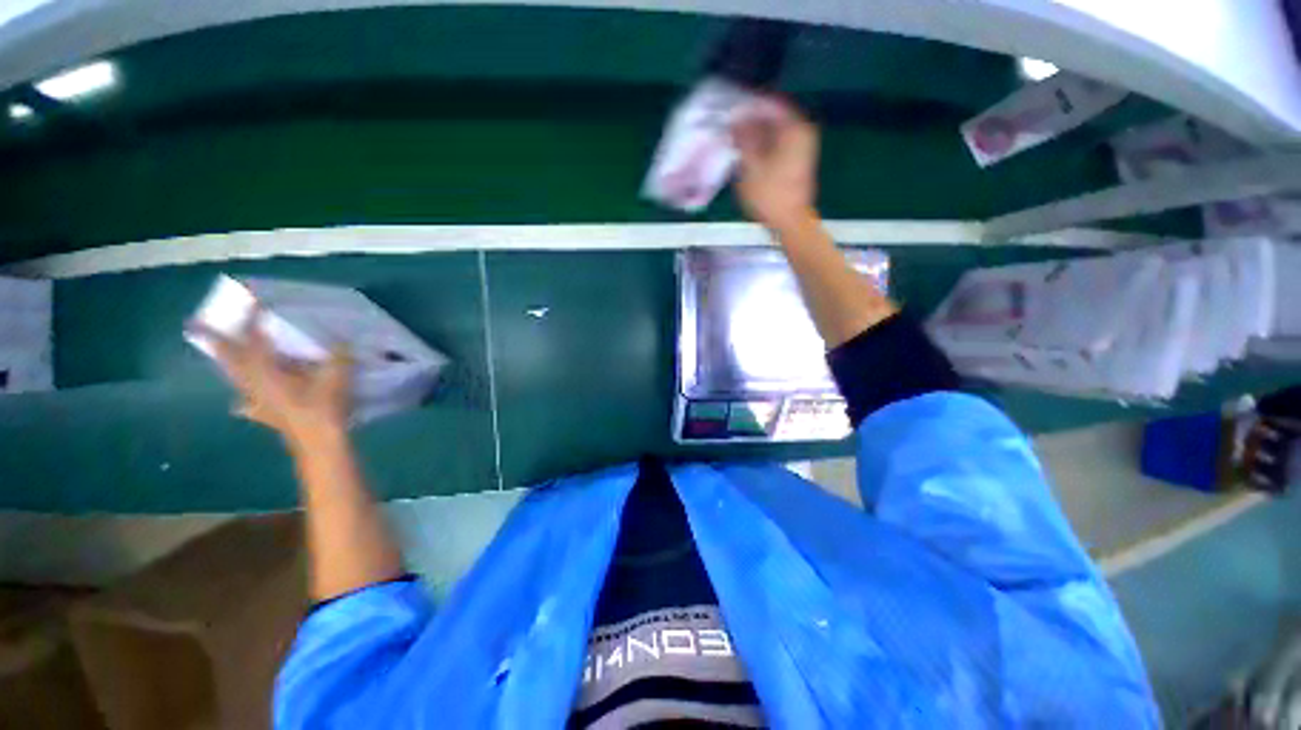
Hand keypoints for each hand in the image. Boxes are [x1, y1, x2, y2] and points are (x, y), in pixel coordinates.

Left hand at [190, 311, 351, 449]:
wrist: (319, 443)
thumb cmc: (324, 406)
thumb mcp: (337, 377)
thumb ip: (338, 356)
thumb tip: (343, 339)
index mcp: (267, 370)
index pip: (255, 338)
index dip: (252, 318)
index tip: (250, 300)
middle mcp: (254, 383)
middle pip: (230, 358)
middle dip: (217, 342)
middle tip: (196, 326)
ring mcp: (257, 401)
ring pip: (235, 378)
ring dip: (227, 366)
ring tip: (218, 356)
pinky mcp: (266, 415)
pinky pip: (248, 404)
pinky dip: (243, 400)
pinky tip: (242, 403)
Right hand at [731, 97, 819, 233]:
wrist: (790, 223)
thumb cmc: (770, 195)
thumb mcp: (751, 165)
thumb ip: (744, 137)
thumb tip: (735, 117)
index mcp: (794, 128)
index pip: (768, 103)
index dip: (747, 104)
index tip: (728, 108)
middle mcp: (802, 132)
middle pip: (773, 117)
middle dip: (750, 120)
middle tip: (728, 125)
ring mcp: (802, 147)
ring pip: (774, 131)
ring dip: (755, 134)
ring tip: (733, 139)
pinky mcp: (797, 161)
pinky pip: (777, 144)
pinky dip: (762, 145)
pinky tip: (747, 153)